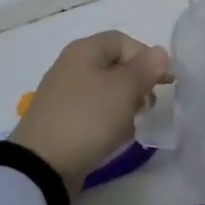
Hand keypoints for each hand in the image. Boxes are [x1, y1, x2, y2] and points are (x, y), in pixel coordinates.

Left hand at [10, 31, 171, 188]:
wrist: (43, 164)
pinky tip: (116, 137)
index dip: (146, 57)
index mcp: (84, 51)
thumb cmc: (88, 118)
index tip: (161, 82)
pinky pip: (94, 113)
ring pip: (106, 91)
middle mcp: (71, 67)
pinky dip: (109, 121)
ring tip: (133, 124)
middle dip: (137, 83)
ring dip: (125, 105)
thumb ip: (145, 68)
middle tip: (148, 105)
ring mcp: (64, 95)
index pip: (123, 40)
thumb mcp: (123, 89)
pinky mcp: (62, 121)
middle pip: (114, 66)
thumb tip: (159, 52)